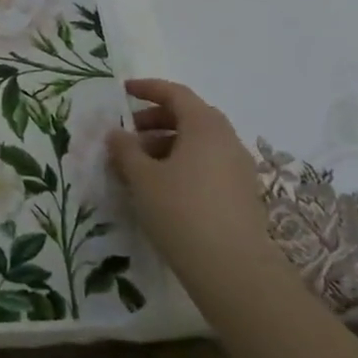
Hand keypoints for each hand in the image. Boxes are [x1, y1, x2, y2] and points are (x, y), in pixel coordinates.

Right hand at [106, 79, 269, 259]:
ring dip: (167, 144)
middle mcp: (227, 140)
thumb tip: (117, 133)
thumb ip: (125, 150)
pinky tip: (160, 186)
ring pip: (198, 143)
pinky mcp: (241, 194)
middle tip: (128, 133)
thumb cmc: (180, 210)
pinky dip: (182, 163)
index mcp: (205, 127)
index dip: (148, 88)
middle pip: (190, 117)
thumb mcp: (142, 177)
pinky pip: (207, 164)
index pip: (176, 94)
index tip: (123, 91)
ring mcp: (239, 168)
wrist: (232, 268)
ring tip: (138, 164)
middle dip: (156, 120)